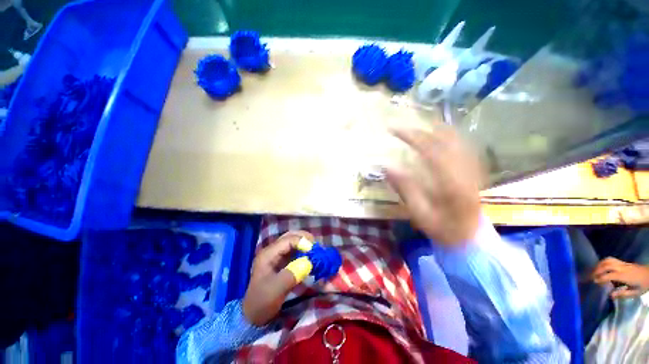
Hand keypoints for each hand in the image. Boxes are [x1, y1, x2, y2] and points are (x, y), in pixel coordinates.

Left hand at [242, 231, 313, 325]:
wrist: (253, 316)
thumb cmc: (263, 302)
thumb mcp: (276, 290)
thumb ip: (292, 274)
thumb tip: (309, 262)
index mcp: (268, 254)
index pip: (288, 240)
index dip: (302, 242)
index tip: (314, 252)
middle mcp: (272, 251)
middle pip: (290, 236)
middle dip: (304, 239)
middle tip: (316, 247)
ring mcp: (276, 256)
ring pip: (293, 242)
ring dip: (305, 244)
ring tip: (315, 251)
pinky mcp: (281, 262)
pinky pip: (294, 251)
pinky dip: (303, 251)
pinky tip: (310, 257)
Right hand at [385, 125, 482, 245]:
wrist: (471, 237)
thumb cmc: (443, 228)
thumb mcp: (419, 213)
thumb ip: (405, 189)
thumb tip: (387, 166)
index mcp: (452, 183)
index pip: (431, 149)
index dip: (412, 136)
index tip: (394, 130)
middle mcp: (466, 170)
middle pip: (445, 138)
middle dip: (421, 129)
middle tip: (402, 128)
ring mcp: (474, 167)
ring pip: (456, 137)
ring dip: (434, 128)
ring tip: (416, 125)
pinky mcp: (475, 168)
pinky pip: (462, 143)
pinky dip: (447, 134)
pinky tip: (436, 134)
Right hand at [592, 257, 648, 298]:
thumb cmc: (643, 285)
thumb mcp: (635, 293)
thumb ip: (623, 294)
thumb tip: (611, 295)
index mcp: (624, 276)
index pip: (609, 275)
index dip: (600, 278)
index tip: (595, 282)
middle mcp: (622, 268)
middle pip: (607, 265)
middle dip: (597, 269)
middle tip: (592, 276)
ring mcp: (623, 264)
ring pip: (608, 260)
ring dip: (600, 264)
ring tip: (595, 270)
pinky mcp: (623, 262)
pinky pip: (611, 259)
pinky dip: (604, 262)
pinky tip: (603, 266)